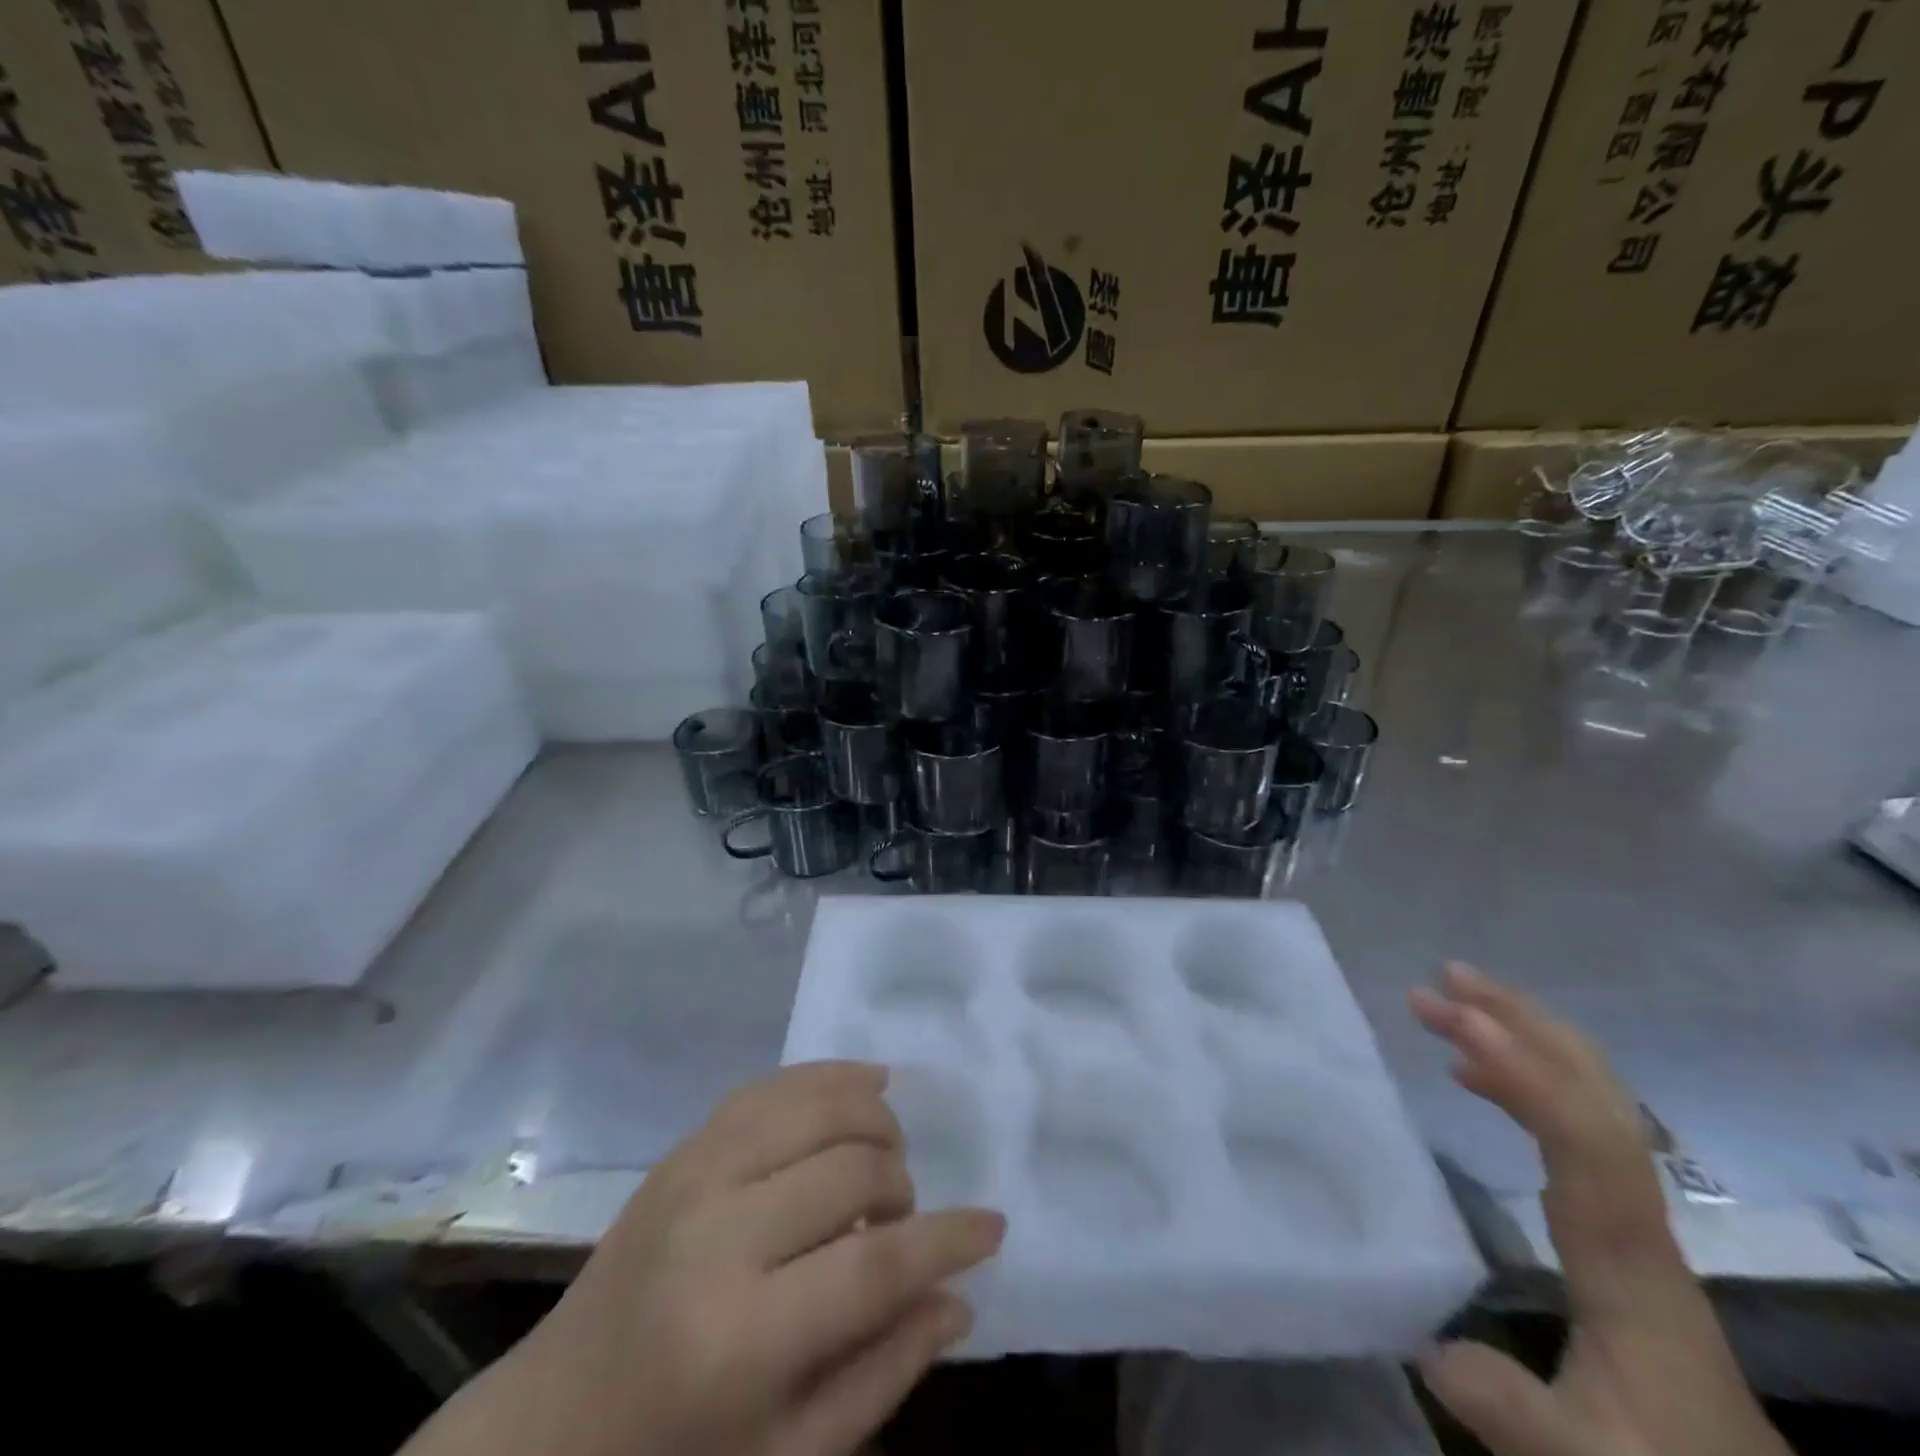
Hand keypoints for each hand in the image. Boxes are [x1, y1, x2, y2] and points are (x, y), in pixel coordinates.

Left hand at [406, 1062, 1004, 1455]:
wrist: (545, 1431)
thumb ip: (879, 1375)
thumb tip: (957, 1299)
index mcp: (741, 1339)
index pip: (876, 1263)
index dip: (947, 1239)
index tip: (993, 1227)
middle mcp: (717, 1235)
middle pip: (853, 1167)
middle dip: (904, 1187)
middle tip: (905, 1220)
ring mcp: (694, 1177)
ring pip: (818, 1106)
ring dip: (875, 1122)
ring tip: (886, 1160)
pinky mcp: (683, 1149)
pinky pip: (771, 1086)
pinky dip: (829, 1076)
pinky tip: (866, 1083)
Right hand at [1410, 963, 1788, 1455]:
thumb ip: (1514, 1409)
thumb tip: (1428, 1345)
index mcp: (1629, 1259)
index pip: (1587, 1142)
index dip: (1526, 1074)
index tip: (1461, 1021)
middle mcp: (1635, 1215)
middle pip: (1598, 1096)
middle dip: (1524, 1025)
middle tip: (1445, 980)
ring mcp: (1629, 1210)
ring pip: (1590, 1098)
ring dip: (1521, 1038)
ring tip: (1448, 1003)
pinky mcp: (1612, 1218)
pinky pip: (1571, 1122)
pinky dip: (1522, 1078)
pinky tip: (1471, 1072)